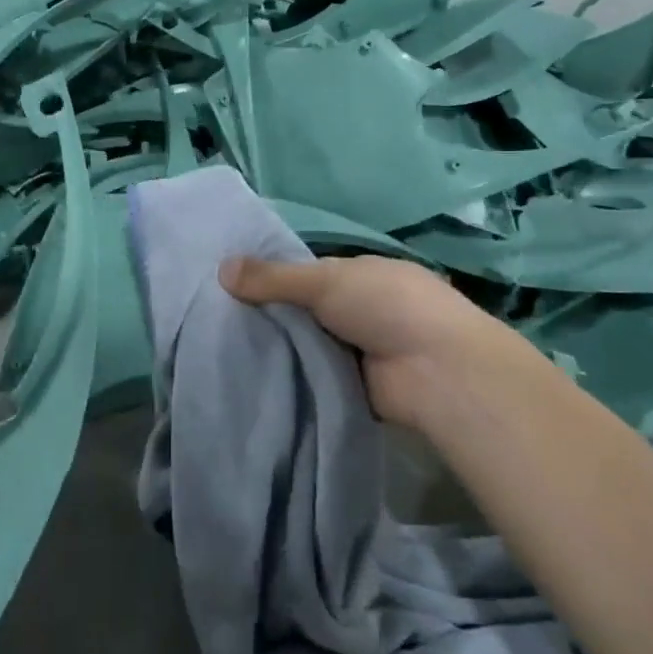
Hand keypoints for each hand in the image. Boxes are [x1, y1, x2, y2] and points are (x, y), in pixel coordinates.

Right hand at [219, 255, 525, 433]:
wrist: (435, 371)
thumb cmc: (385, 307)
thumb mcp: (325, 281)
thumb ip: (274, 278)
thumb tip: (221, 268)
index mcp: (362, 275)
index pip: (308, 274)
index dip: (272, 279)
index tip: (229, 288)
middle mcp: (361, 309)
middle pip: (305, 311)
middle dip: (271, 317)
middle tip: (217, 322)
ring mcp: (360, 350)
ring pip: (307, 345)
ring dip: (280, 349)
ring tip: (224, 351)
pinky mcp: (355, 386)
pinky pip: (313, 376)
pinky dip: (291, 377)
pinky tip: (253, 379)